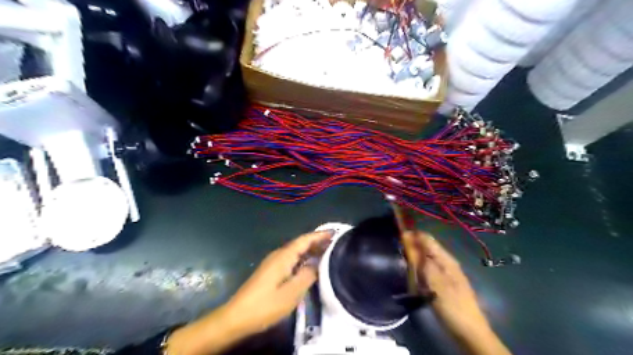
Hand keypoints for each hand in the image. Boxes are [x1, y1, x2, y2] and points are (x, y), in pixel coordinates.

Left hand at [225, 230, 332, 334]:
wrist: (236, 317)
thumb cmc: (266, 305)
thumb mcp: (292, 292)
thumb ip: (307, 275)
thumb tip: (317, 263)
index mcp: (284, 256)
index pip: (305, 240)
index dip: (320, 235)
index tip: (335, 232)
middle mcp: (278, 255)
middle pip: (300, 243)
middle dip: (317, 242)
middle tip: (335, 243)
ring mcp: (273, 263)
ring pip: (295, 252)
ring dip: (310, 250)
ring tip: (326, 252)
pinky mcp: (270, 271)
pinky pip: (291, 259)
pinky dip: (303, 259)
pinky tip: (309, 266)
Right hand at [403, 232, 510, 353]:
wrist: (470, 332)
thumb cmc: (452, 305)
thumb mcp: (435, 282)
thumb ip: (422, 261)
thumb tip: (409, 241)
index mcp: (445, 259)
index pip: (426, 239)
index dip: (412, 235)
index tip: (396, 237)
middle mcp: (445, 263)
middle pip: (425, 248)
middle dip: (411, 247)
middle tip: (397, 254)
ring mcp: (444, 274)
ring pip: (425, 260)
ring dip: (413, 260)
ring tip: (401, 264)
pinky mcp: (442, 284)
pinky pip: (426, 271)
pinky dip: (418, 271)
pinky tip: (412, 277)